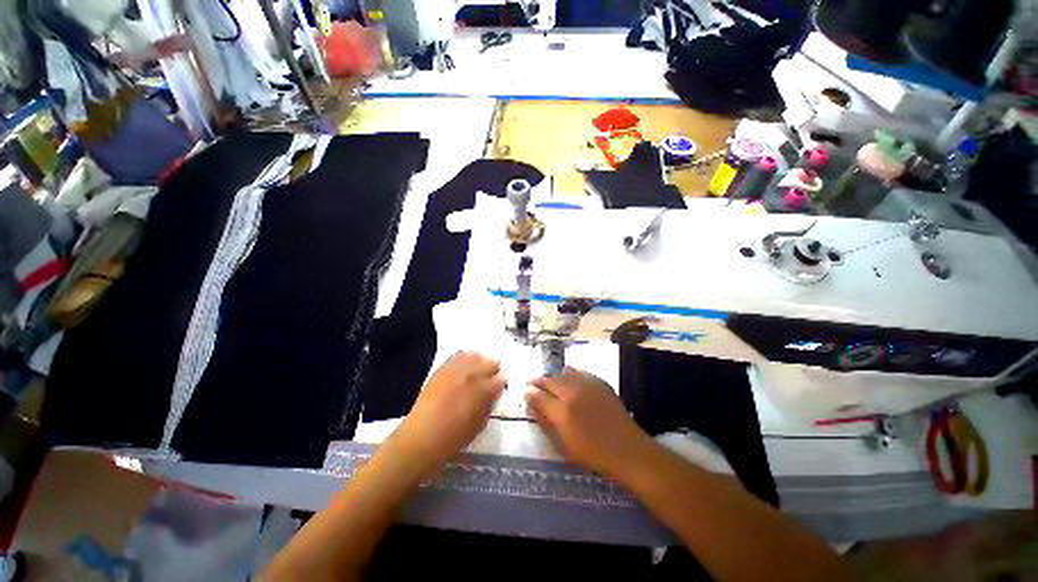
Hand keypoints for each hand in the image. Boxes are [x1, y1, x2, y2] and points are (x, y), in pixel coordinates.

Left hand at [390, 351, 504, 472]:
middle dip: (492, 371)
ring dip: (478, 363)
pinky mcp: (443, 368)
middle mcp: (474, 374)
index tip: (497, 389)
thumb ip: (489, 403)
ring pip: (476, 355)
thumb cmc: (455, 437)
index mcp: (486, 390)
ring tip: (474, 372)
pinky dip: (463, 359)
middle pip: (492, 362)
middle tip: (487, 381)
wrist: (423, 436)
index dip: (500, 384)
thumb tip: (493, 393)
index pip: (502, 378)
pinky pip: (458, 355)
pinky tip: (461, 368)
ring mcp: (458, 369)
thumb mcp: (480, 424)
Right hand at [526, 367, 652, 476]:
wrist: (627, 449)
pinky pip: (580, 372)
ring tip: (550, 381)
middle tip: (533, 383)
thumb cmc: (592, 453)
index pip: (539, 396)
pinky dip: (570, 374)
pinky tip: (569, 378)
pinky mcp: (599, 382)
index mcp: (562, 412)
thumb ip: (544, 423)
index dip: (530, 392)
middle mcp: (573, 393)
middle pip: (550, 380)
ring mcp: (587, 384)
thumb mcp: (562, 445)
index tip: (525, 391)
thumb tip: (531, 405)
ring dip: (554, 376)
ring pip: (563, 373)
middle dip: (539, 381)